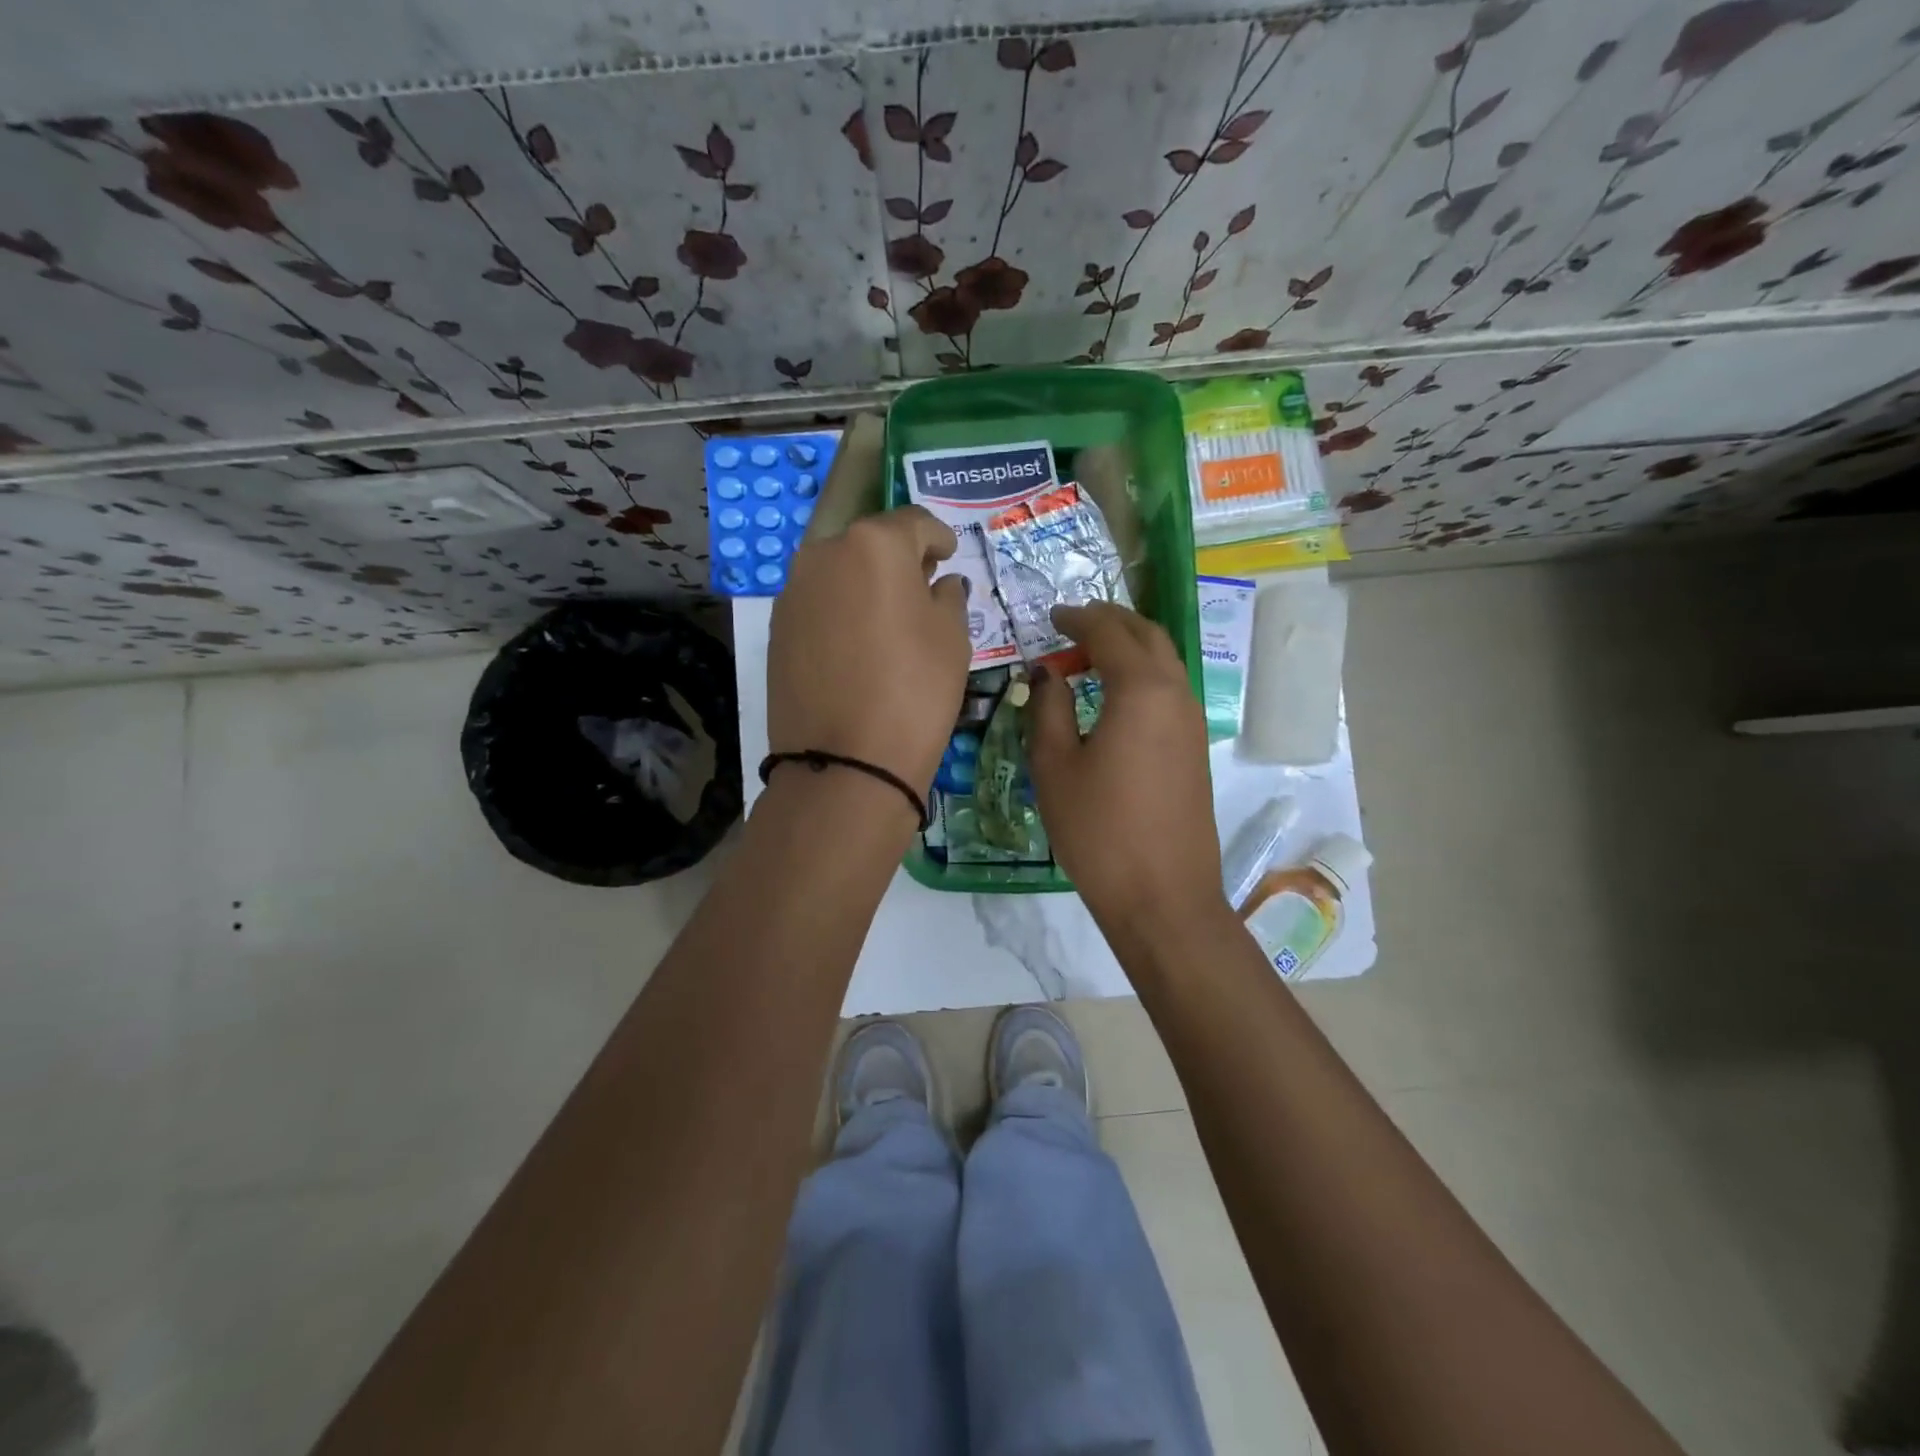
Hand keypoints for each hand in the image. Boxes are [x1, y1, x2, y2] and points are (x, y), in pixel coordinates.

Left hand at [768, 506, 970, 806]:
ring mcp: (793, 592)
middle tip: (921, 588)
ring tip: (888, 621)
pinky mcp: (777, 629)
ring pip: (839, 574)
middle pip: (869, 545)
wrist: (846, 762)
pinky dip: (841, 613)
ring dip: (865, 586)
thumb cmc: (915, 690)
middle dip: (898, 560)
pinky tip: (857, 646)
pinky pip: (819, 606)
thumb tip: (938, 584)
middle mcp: (824, 554)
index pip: (914, 523)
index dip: (938, 537)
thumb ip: (947, 597)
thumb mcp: (952, 639)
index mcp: (874, 544)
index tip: (949, 555)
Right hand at [1025, 602, 1227, 941]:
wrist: (1163, 897)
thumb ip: (1049, 709)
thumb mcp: (1056, 767)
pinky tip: (1114, 696)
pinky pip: (1169, 690)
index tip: (1051, 617)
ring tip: (1090, 656)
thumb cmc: (1099, 831)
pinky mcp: (1194, 748)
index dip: (1077, 618)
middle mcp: (1176, 694)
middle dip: (1111, 621)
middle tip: (1073, 624)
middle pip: (1148, 635)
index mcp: (1142, 690)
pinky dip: (1142, 675)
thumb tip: (1048, 674)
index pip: (1109, 632)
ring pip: (1164, 661)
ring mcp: (1191, 722)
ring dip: (1129, 647)